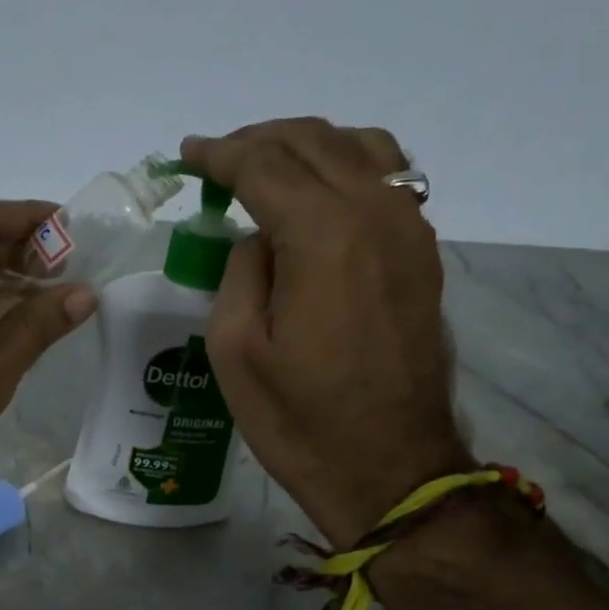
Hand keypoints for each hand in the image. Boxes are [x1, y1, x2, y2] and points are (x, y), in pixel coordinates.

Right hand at [184, 118, 467, 546]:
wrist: (389, 467)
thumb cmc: (299, 419)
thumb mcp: (235, 349)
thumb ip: (240, 272)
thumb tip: (259, 239)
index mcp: (324, 235)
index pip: (264, 164)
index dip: (218, 154)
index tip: (186, 156)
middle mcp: (376, 214)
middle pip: (313, 142)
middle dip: (257, 141)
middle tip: (216, 162)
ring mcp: (410, 231)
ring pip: (359, 149)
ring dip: (305, 147)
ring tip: (266, 169)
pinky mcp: (422, 254)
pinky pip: (387, 180)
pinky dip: (344, 168)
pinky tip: (317, 195)